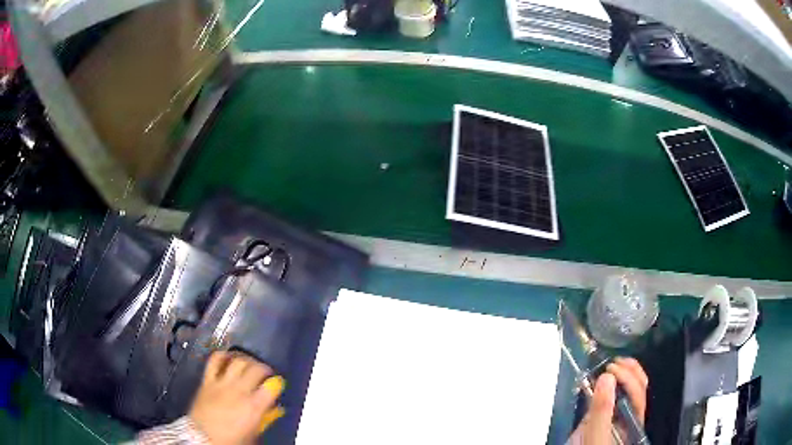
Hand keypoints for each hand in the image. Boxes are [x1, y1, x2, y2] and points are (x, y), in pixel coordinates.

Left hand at [189, 351, 285, 444]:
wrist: (203, 438)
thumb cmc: (229, 440)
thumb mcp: (253, 433)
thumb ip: (264, 419)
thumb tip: (273, 410)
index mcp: (253, 406)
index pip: (272, 386)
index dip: (277, 383)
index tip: (277, 384)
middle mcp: (239, 391)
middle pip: (256, 368)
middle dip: (264, 368)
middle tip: (265, 372)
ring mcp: (222, 384)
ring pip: (238, 361)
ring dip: (246, 359)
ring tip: (249, 362)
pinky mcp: (207, 381)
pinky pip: (215, 361)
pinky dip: (223, 355)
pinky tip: (227, 357)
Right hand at [571, 357, 647, 444]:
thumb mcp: (594, 436)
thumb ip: (601, 411)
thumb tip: (607, 377)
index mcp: (633, 421)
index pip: (638, 394)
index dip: (628, 378)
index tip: (611, 369)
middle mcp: (628, 416)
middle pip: (638, 388)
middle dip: (629, 371)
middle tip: (614, 362)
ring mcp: (615, 416)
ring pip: (627, 390)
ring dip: (623, 373)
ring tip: (612, 364)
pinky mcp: (600, 417)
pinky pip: (609, 396)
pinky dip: (607, 384)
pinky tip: (601, 378)